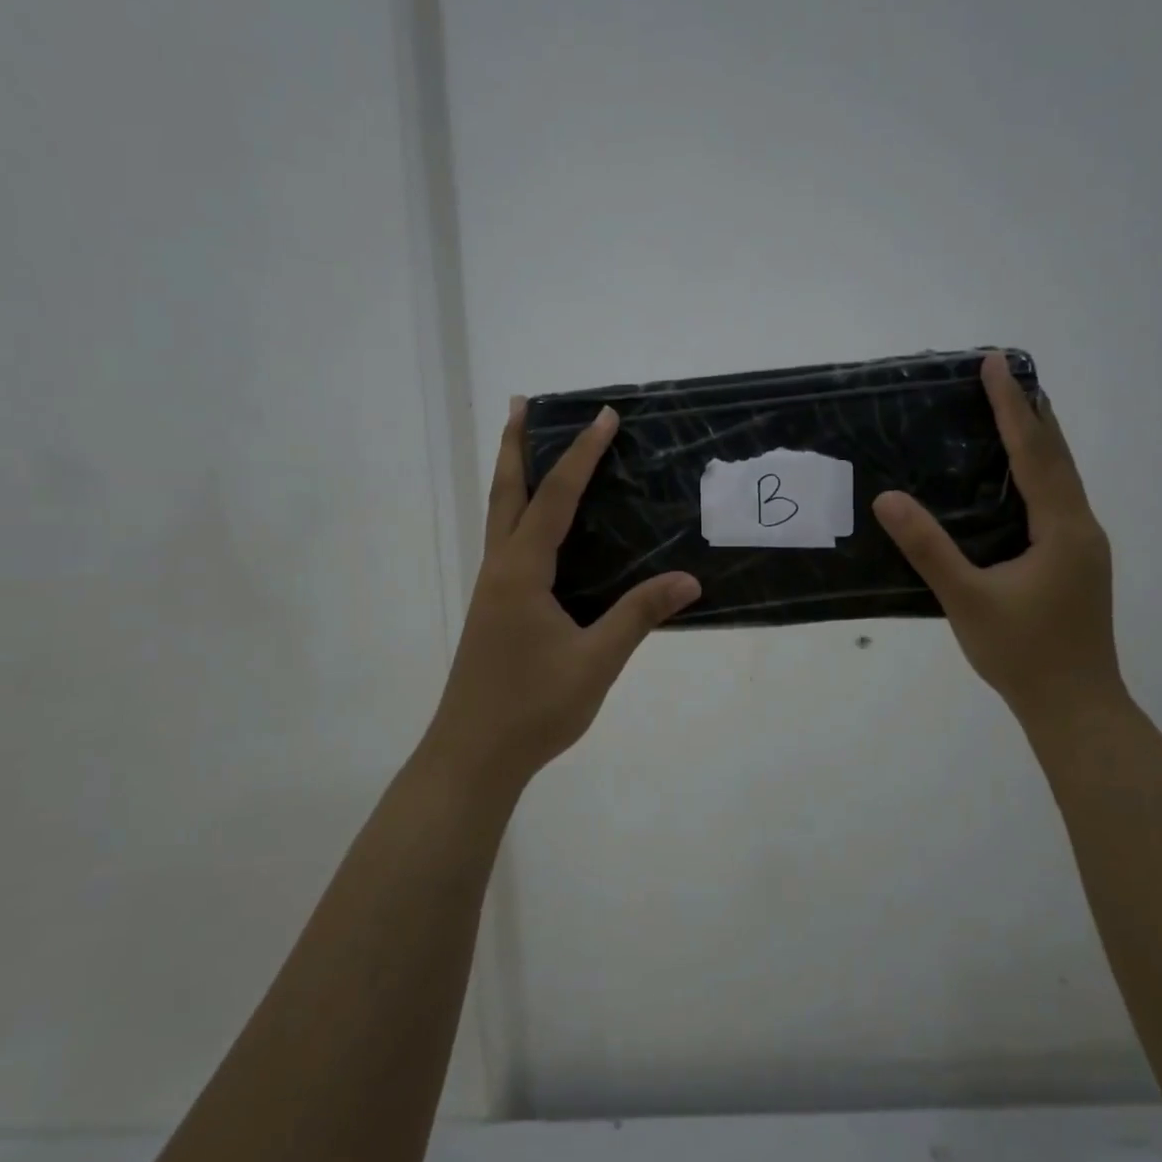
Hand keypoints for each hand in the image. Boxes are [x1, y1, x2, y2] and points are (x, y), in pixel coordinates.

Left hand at [421, 397, 701, 789]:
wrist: (472, 756)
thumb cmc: (532, 708)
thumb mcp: (595, 661)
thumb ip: (639, 616)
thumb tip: (689, 580)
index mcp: (521, 572)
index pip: (555, 498)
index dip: (581, 455)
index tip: (604, 418)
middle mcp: (500, 569)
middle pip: (505, 492)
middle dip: (514, 445)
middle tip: (521, 404)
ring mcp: (492, 590)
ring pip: (500, 517)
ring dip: (513, 476)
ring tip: (526, 447)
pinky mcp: (495, 609)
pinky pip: (507, 543)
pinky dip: (520, 513)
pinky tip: (539, 528)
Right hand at [872, 353, 1125, 731]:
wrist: (1075, 707)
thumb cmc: (1022, 653)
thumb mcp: (967, 599)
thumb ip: (928, 548)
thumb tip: (887, 499)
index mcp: (1062, 528)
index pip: (1035, 452)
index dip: (1012, 405)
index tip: (995, 363)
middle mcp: (1081, 527)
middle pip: (1058, 456)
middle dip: (1030, 412)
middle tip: (1002, 375)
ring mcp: (1082, 547)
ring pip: (1061, 478)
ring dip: (1037, 441)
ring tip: (1008, 412)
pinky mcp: (1075, 564)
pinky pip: (1056, 501)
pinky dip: (1036, 473)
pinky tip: (1016, 480)